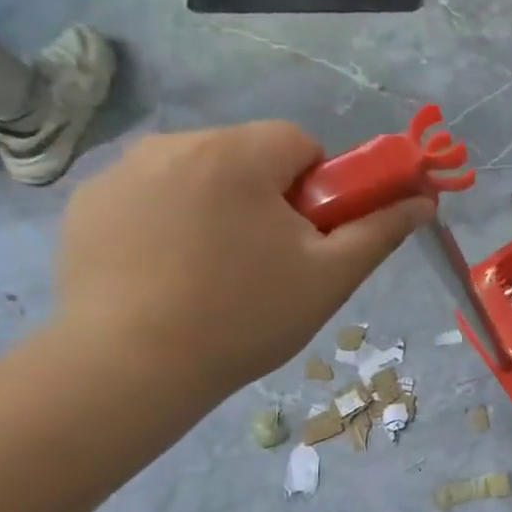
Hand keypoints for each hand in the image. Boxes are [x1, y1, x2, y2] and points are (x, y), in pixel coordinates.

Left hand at [54, 122, 432, 395]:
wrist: (129, 368)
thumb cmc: (245, 317)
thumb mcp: (331, 276)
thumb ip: (381, 229)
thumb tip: (424, 200)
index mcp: (236, 154)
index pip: (300, 142)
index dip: (319, 188)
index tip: (311, 237)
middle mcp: (173, 144)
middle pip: (249, 155)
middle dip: (270, 196)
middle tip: (270, 261)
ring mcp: (120, 172)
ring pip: (200, 173)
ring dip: (220, 205)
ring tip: (215, 271)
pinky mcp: (87, 203)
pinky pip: (153, 194)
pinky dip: (171, 220)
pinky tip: (168, 272)